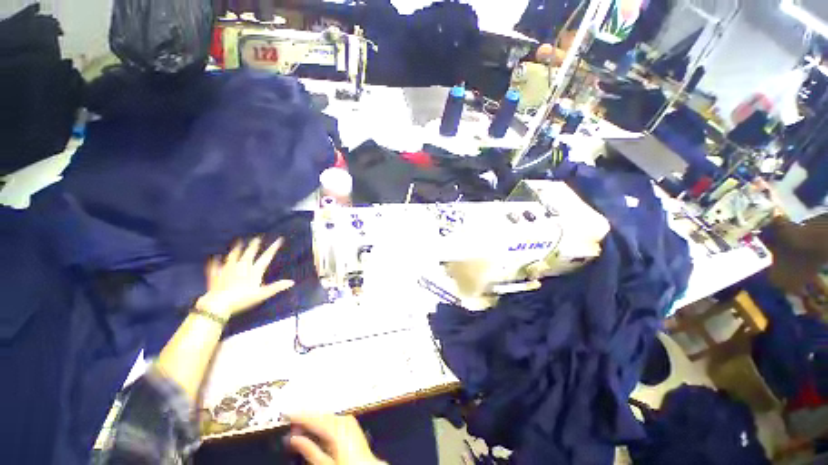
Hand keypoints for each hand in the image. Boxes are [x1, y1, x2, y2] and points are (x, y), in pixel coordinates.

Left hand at [195, 237, 293, 319]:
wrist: (219, 304)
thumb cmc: (242, 299)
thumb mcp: (262, 294)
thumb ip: (276, 287)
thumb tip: (291, 282)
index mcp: (254, 271)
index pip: (266, 257)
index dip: (273, 248)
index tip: (279, 240)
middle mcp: (241, 267)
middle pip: (249, 253)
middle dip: (254, 245)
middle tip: (257, 238)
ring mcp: (227, 270)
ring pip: (233, 256)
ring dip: (237, 249)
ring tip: (239, 243)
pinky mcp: (216, 275)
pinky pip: (216, 266)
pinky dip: (216, 262)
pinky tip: (215, 258)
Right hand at [285, 414, 384, 464]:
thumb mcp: (325, 464)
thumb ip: (308, 450)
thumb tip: (292, 438)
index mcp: (337, 429)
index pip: (314, 419)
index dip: (299, 416)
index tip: (286, 415)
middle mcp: (343, 420)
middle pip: (320, 415)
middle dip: (305, 419)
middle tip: (289, 425)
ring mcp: (348, 420)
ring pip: (326, 416)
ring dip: (312, 420)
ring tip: (298, 429)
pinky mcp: (350, 423)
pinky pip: (333, 419)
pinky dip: (321, 422)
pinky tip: (313, 429)